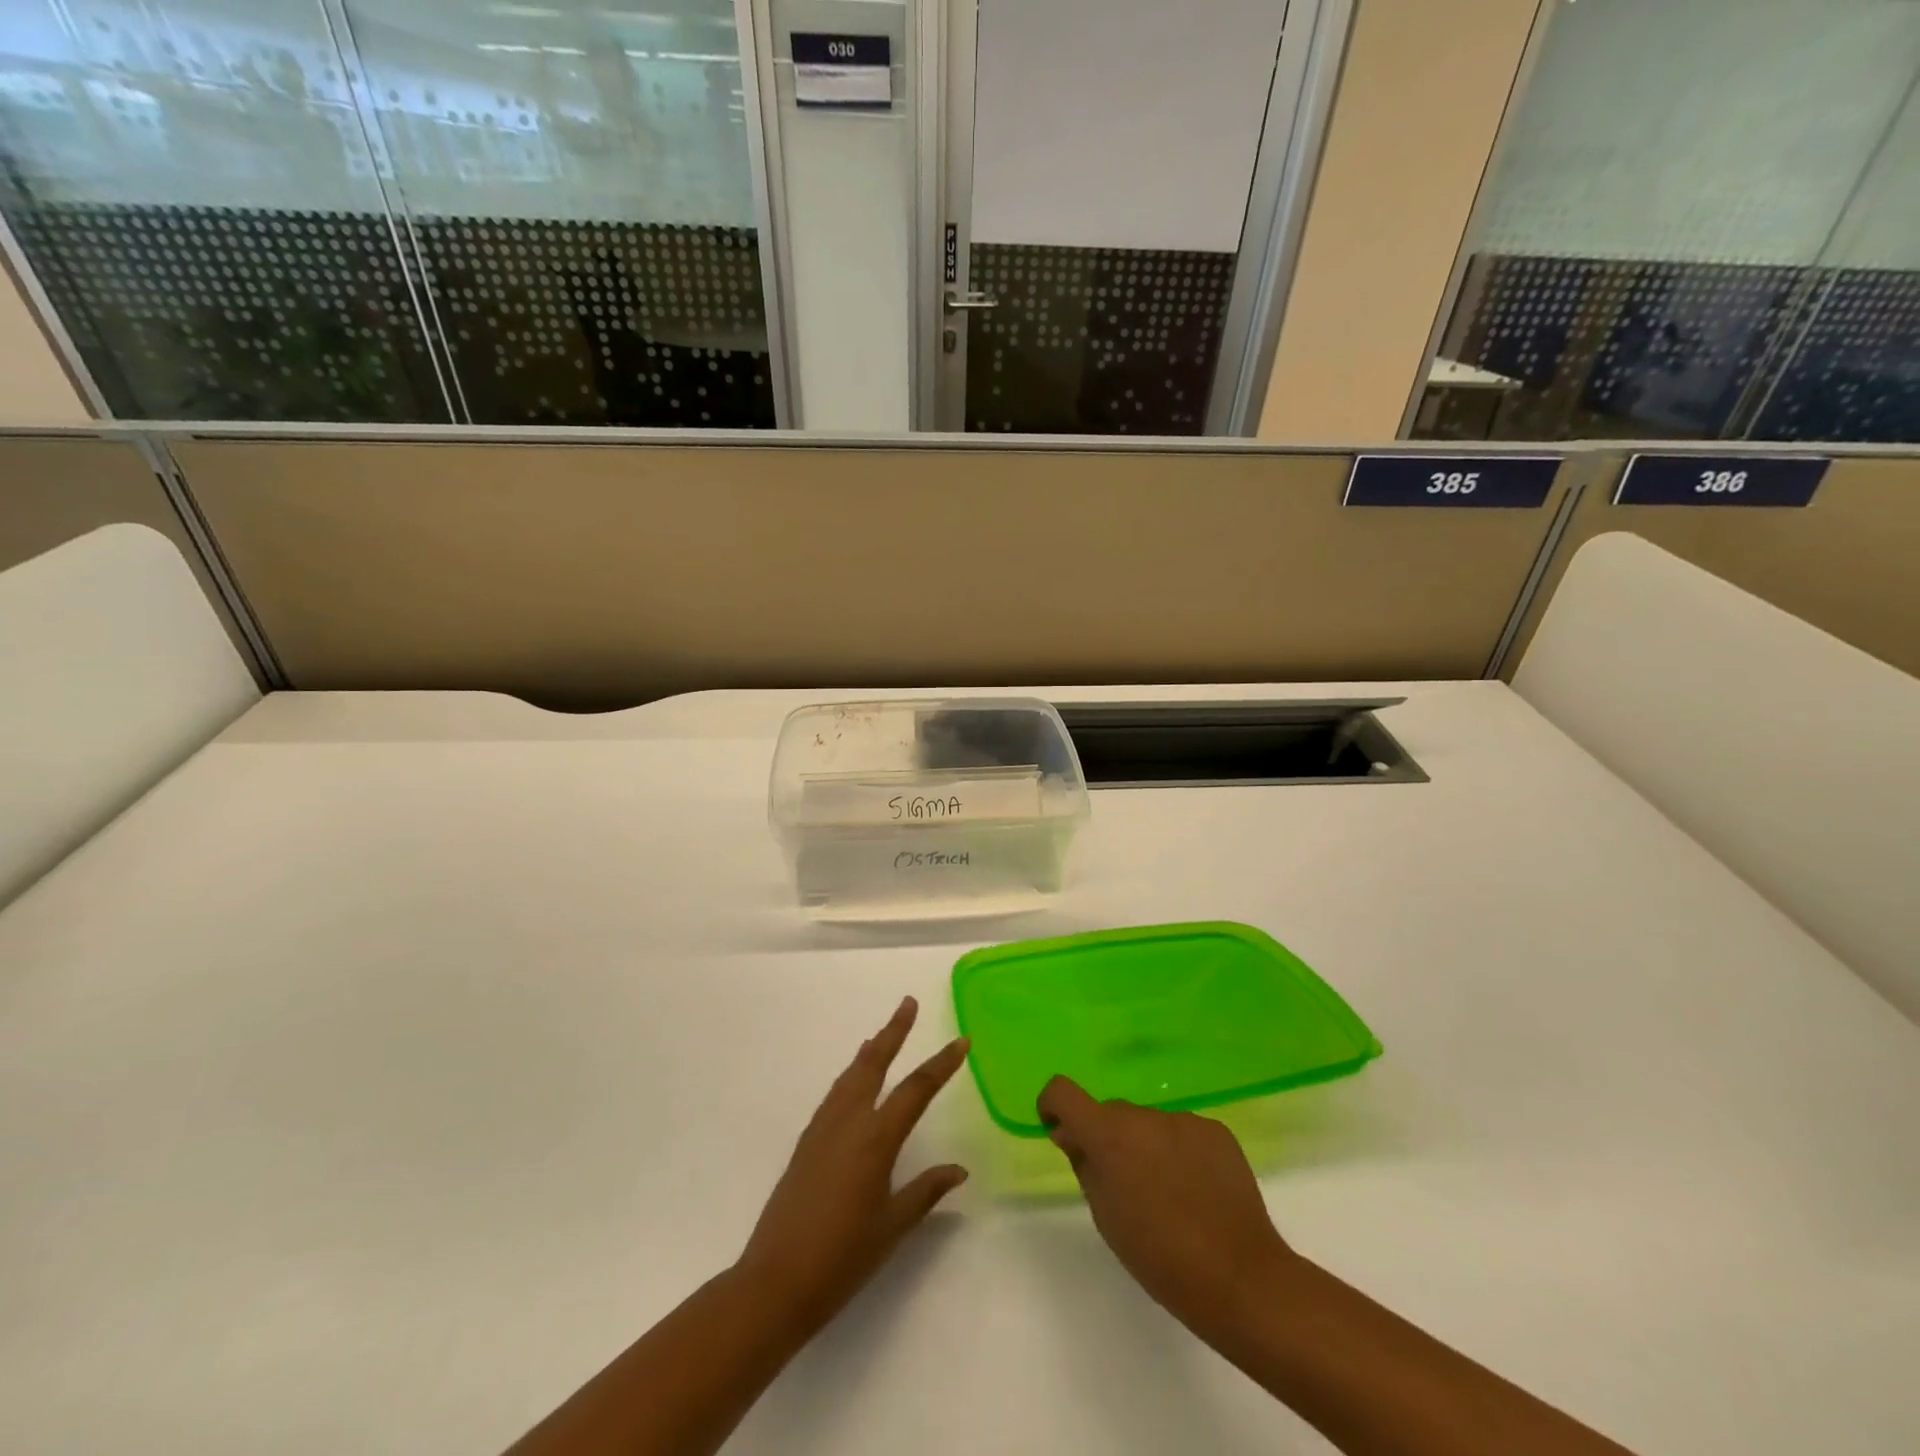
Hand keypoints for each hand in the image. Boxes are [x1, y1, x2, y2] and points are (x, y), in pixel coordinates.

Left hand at [736, 997, 968, 1335]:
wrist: (774, 1282)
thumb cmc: (842, 1258)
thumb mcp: (892, 1227)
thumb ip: (925, 1191)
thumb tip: (958, 1170)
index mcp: (875, 1139)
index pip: (916, 1090)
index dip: (942, 1063)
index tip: (962, 1041)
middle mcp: (848, 1122)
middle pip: (874, 1063)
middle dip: (894, 1031)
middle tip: (908, 1003)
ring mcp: (822, 1129)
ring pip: (851, 1075)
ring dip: (870, 1050)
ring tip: (882, 1035)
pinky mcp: (806, 1142)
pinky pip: (835, 1094)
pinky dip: (851, 1075)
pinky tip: (854, 1082)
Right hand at [1037, 1076, 1297, 1340]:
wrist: (1240, 1277)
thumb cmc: (1159, 1256)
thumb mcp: (1105, 1216)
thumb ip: (1084, 1165)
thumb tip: (1072, 1135)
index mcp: (1108, 1134)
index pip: (1063, 1092)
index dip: (1055, 1107)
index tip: (1061, 1132)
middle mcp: (1143, 1115)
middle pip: (1112, 1114)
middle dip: (1108, 1138)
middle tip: (1125, 1185)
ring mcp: (1183, 1119)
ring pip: (1150, 1124)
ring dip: (1147, 1146)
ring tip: (1169, 1195)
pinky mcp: (1215, 1130)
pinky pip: (1183, 1132)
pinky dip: (1180, 1152)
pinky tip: (1198, 1192)